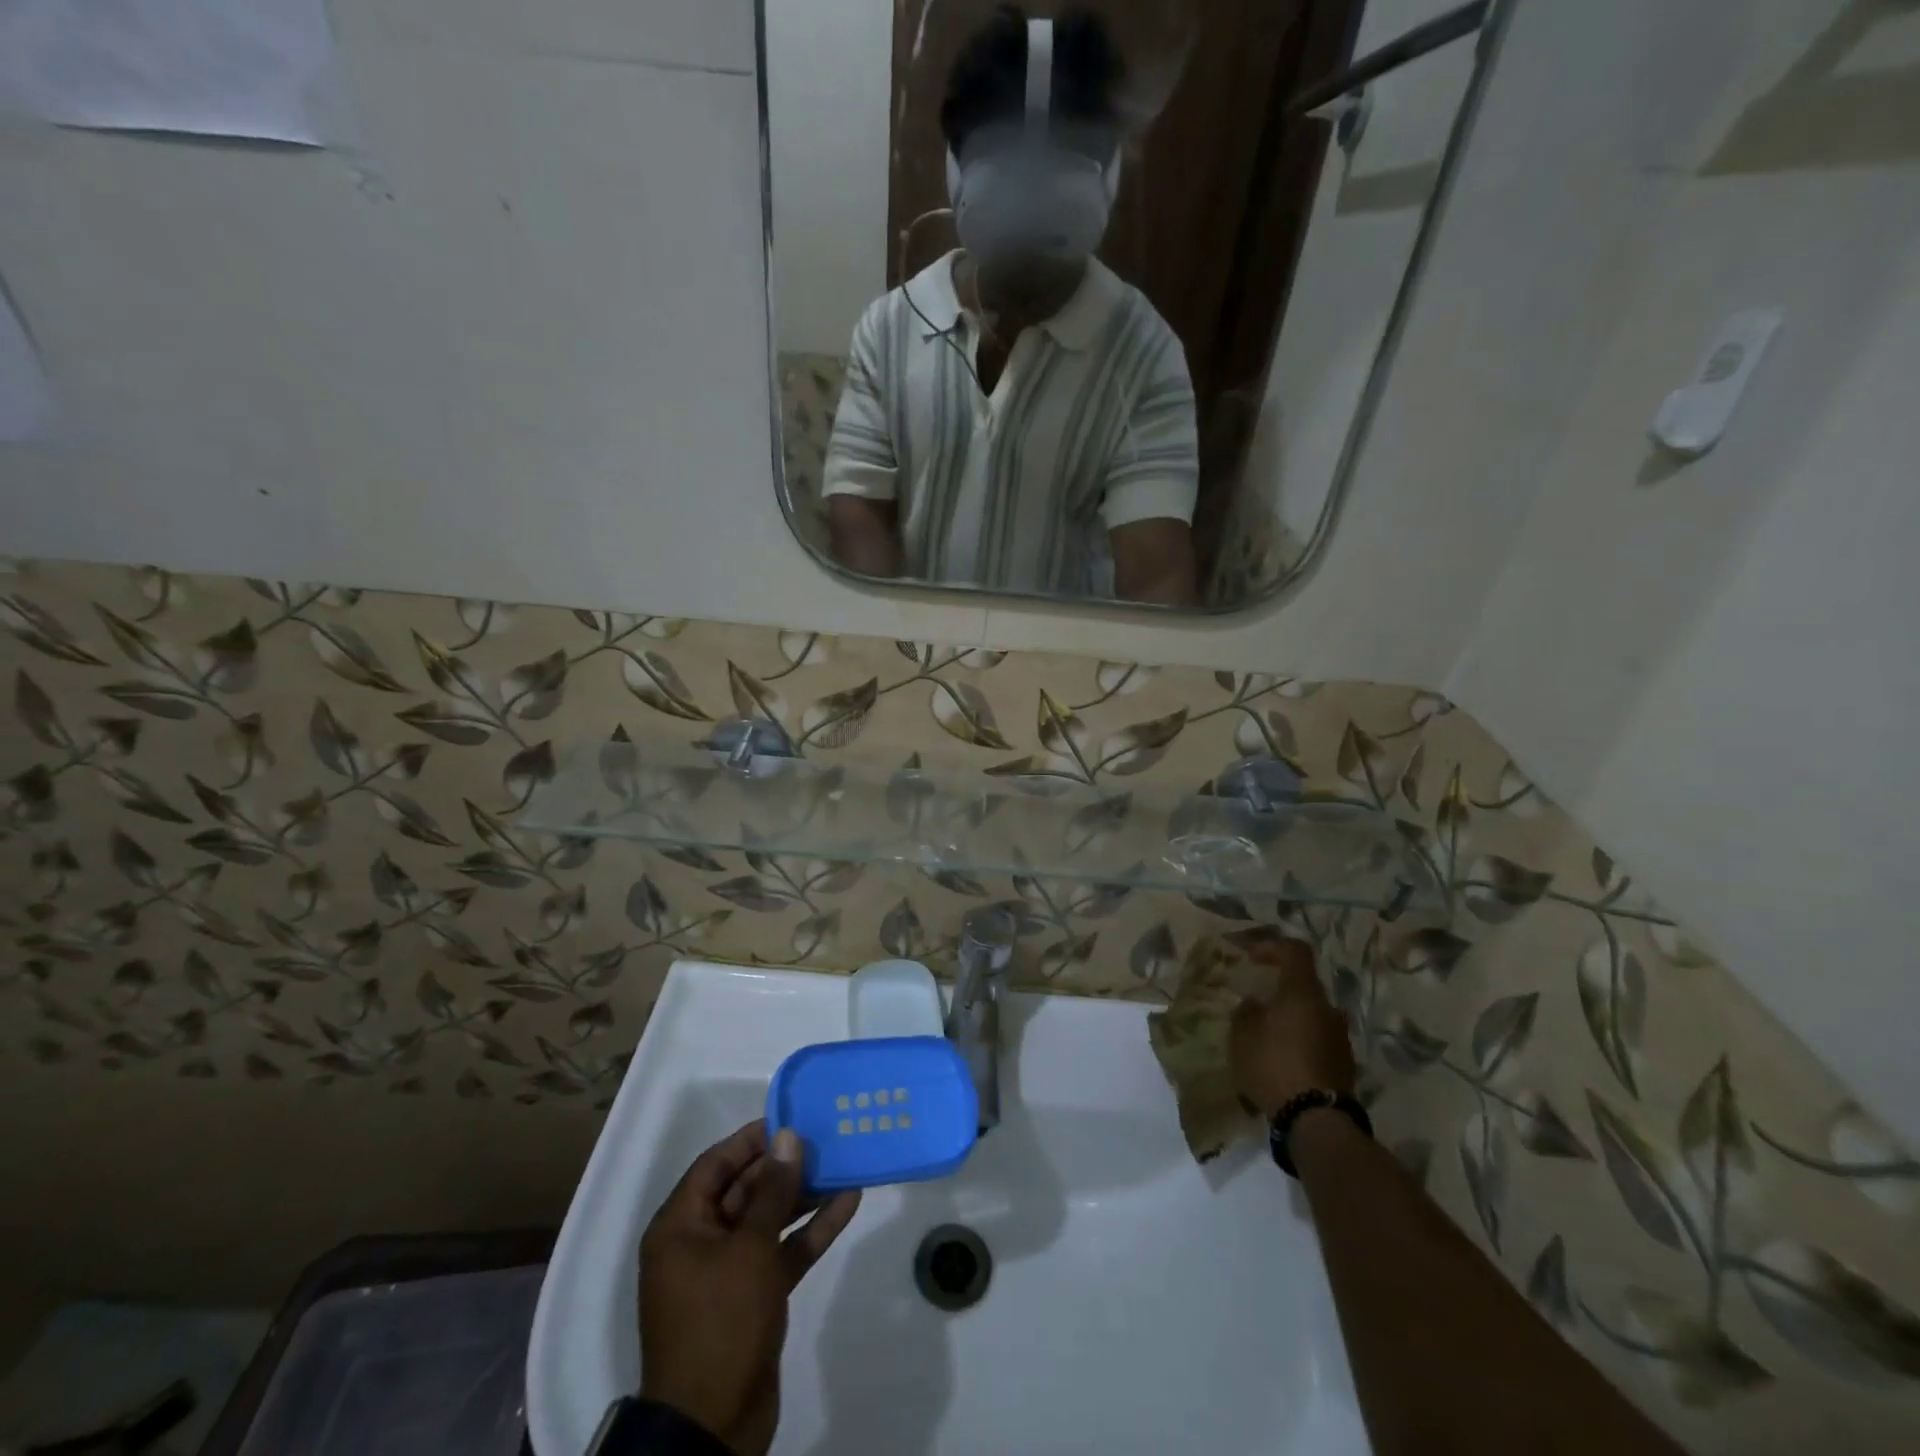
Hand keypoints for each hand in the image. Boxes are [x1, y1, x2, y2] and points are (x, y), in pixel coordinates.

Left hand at [638, 1121, 861, 1455]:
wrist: (713, 1427)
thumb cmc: (720, 1321)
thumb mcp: (749, 1248)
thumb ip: (773, 1190)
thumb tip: (788, 1137)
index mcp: (681, 1226)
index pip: (716, 1164)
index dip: (752, 1140)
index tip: (791, 1117)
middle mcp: (700, 1242)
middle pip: (744, 1189)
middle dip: (784, 1165)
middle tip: (825, 1138)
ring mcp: (727, 1271)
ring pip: (768, 1219)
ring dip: (803, 1195)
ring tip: (843, 1164)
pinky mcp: (753, 1296)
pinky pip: (782, 1250)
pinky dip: (810, 1230)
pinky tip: (847, 1204)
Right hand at [1229, 939, 1355, 1118]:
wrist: (1316, 1120)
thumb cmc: (1274, 1065)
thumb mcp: (1243, 1036)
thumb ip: (1246, 1013)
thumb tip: (1254, 1004)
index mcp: (1303, 993)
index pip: (1295, 951)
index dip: (1272, 947)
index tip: (1251, 958)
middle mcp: (1327, 1008)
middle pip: (1304, 985)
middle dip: (1279, 989)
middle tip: (1256, 1000)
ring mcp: (1340, 1037)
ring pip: (1312, 1013)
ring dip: (1291, 1016)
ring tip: (1266, 1033)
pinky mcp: (1344, 1063)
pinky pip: (1318, 1038)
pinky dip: (1300, 1039)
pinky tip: (1281, 1057)